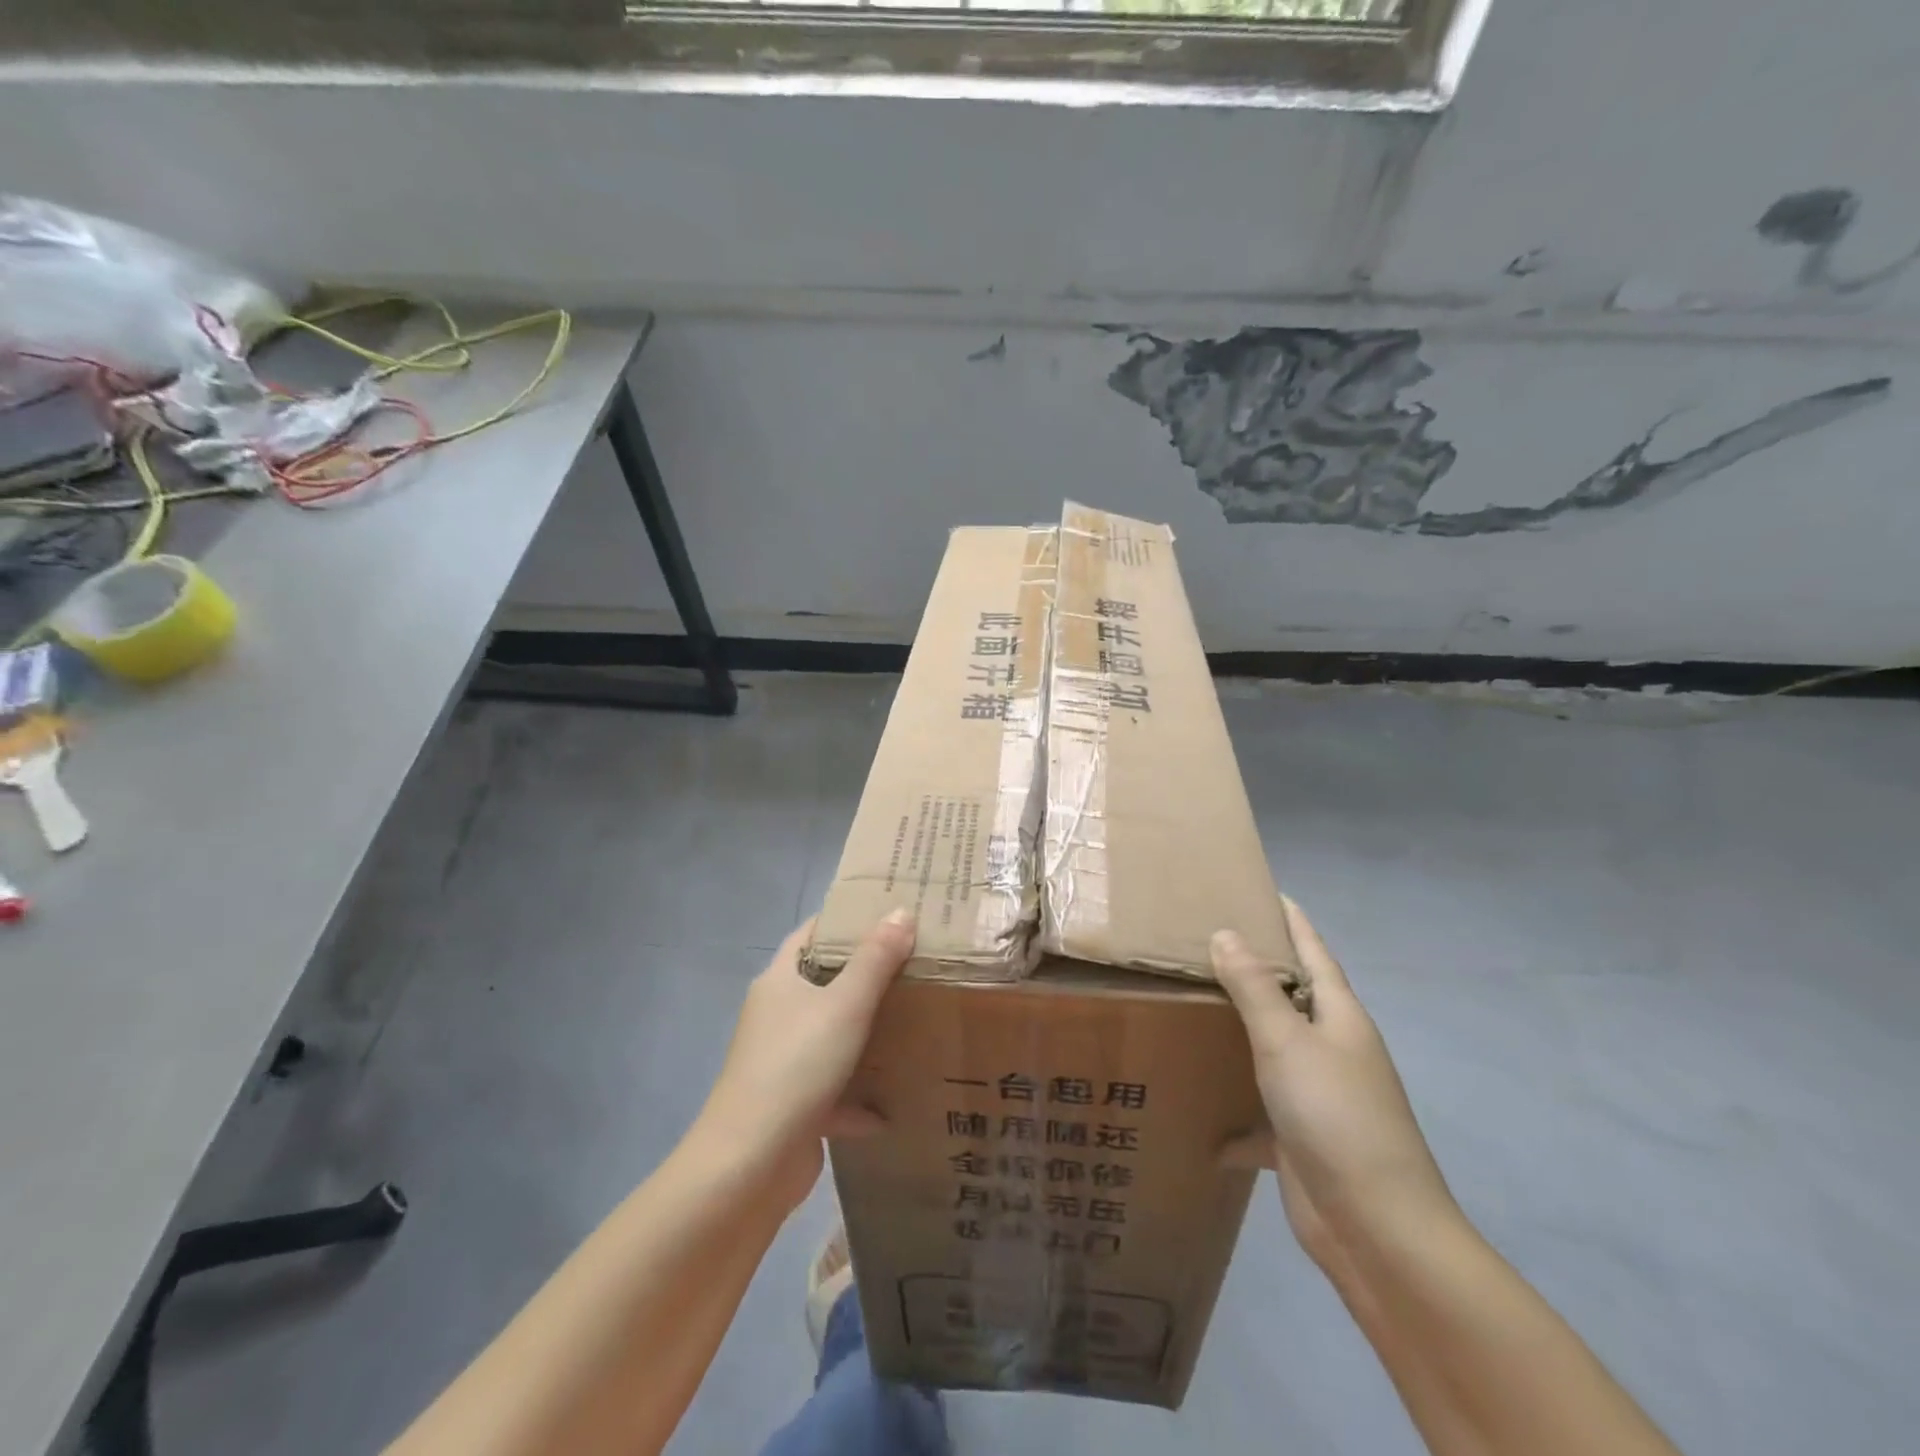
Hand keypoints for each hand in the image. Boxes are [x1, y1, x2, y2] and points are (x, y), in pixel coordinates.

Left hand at [696, 910, 915, 1207]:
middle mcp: (776, 1016)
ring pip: (829, 1036)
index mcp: (780, 981)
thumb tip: (900, 911)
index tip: (888, 912)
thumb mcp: (845, 1004)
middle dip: (865, 975)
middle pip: (823, 983)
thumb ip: (875, 959)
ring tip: (912, 1023)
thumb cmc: (797, 1066)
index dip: (845, 919)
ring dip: (864, 1035)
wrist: (749, 1165)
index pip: (811, 933)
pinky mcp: (791, 1105)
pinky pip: (832, 1090)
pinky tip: (890, 1108)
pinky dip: (858, 1098)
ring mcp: (781, 1062)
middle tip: (915, 963)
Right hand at [1213, 896, 1455, 1262]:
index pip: (1315, 954)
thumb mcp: (1288, 1042)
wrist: (1377, 1229)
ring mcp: (1320, 1096)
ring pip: (1275, 1050)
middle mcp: (1334, 1050)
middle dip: (1258, 970)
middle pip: (1293, 997)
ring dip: (1242, 1032)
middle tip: (1207, 940)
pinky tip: (1201, 1118)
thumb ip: (1254, 987)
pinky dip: (1234, 1115)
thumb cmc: (1336, 1116)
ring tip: (1194, 1006)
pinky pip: (1261, 1112)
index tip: (1267, 891)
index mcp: (1340, 1018)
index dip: (1293, 922)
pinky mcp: (1302, 1138)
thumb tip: (1226, 933)